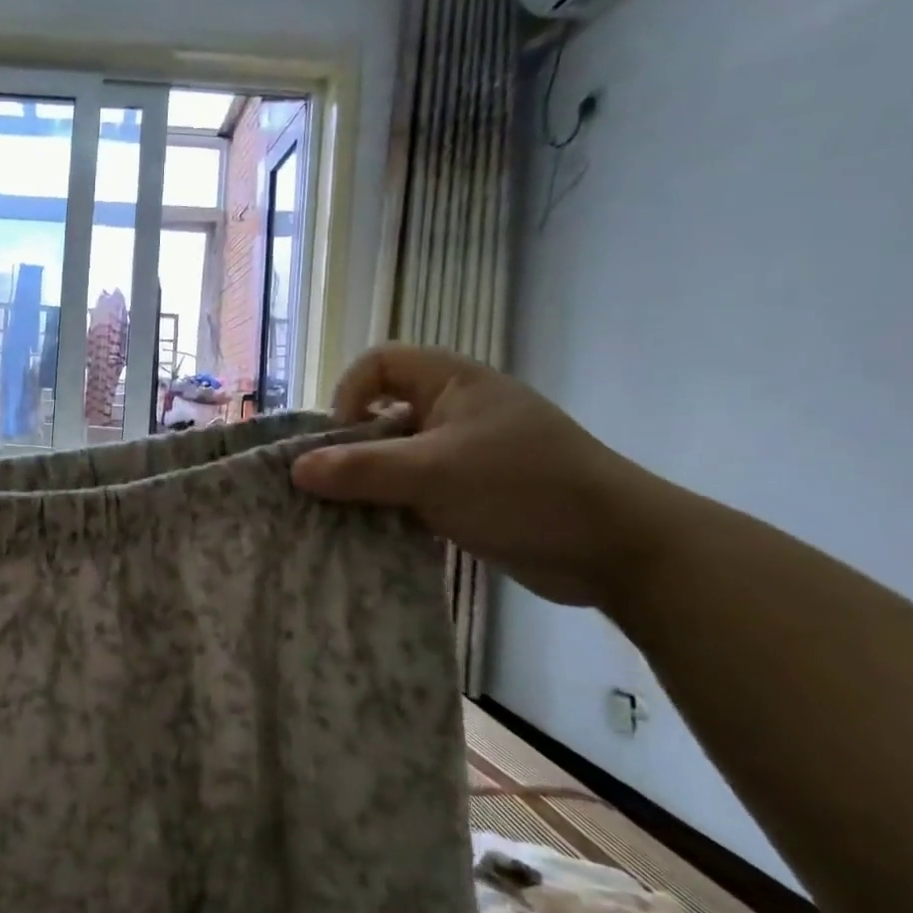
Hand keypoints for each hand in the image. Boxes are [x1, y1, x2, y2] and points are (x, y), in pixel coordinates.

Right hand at [290, 345, 674, 606]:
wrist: (616, 548)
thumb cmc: (523, 489)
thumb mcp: (433, 474)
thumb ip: (361, 469)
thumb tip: (296, 469)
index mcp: (451, 383)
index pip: (378, 364)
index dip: (349, 394)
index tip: (342, 439)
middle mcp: (455, 411)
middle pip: (381, 414)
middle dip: (351, 449)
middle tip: (333, 487)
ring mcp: (464, 454)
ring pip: (396, 458)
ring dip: (369, 484)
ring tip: (348, 516)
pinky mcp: (471, 494)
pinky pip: (414, 491)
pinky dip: (393, 508)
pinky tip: (380, 534)